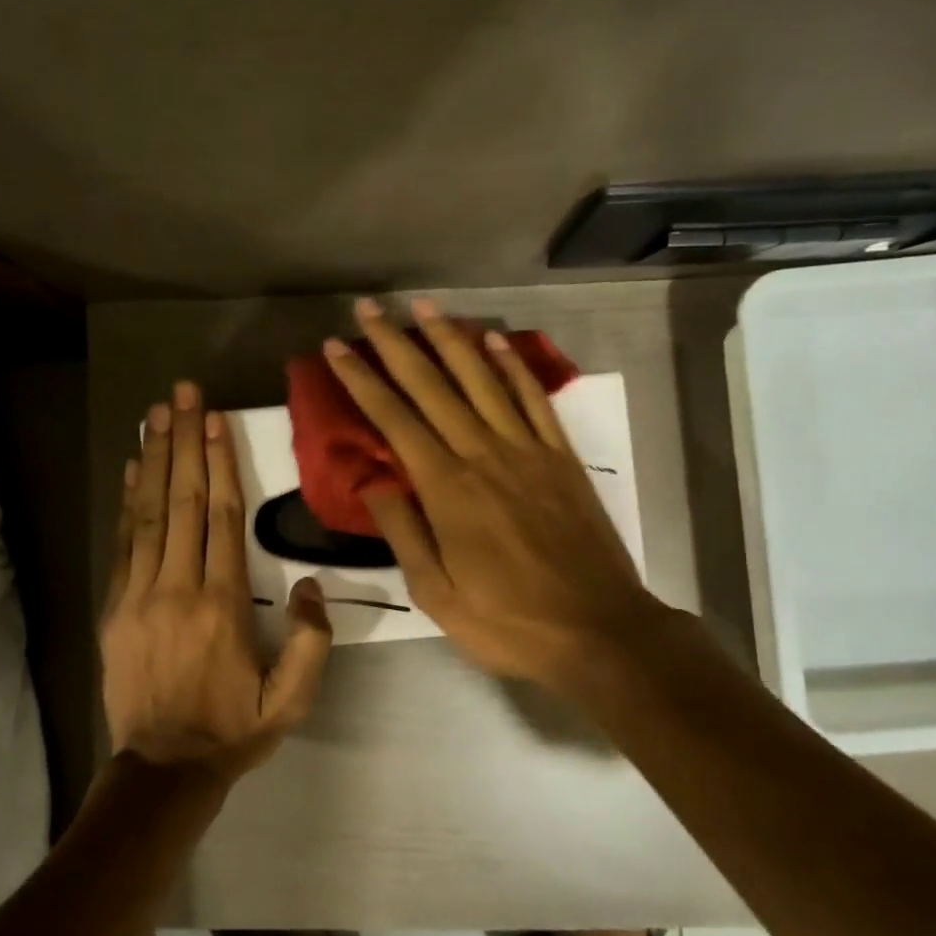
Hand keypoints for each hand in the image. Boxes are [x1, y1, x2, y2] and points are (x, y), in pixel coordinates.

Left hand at [101, 381, 333, 783]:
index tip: (215, 420)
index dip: (221, 464)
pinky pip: (123, 543)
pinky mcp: (114, 608)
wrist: (163, 769)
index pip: (224, 519)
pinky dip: (128, 502)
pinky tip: (134, 469)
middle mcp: (178, 588)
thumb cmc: (234, 730)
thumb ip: (310, 642)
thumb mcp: (291, 701)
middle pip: (184, 502)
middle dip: (185, 443)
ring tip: (155, 415)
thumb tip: (307, 585)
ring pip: (149, 514)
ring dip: (154, 460)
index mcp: (224, 605)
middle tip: (182, 395)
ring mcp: (139, 596)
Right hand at [323, 297, 666, 695]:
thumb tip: (372, 479)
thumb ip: (403, 531)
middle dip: (396, 344)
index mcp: (448, 489)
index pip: (394, 420)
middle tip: (370, 308)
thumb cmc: (508, 620)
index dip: (361, 380)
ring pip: (482, 380)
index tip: (336, 347)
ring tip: (425, 305)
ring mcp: (528, 451)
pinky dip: (513, 367)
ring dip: (451, 339)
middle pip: (432, 386)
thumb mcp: (436, 593)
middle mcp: (484, 454)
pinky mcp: (561, 458)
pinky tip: (495, 342)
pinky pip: (534, 400)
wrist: (599, 630)